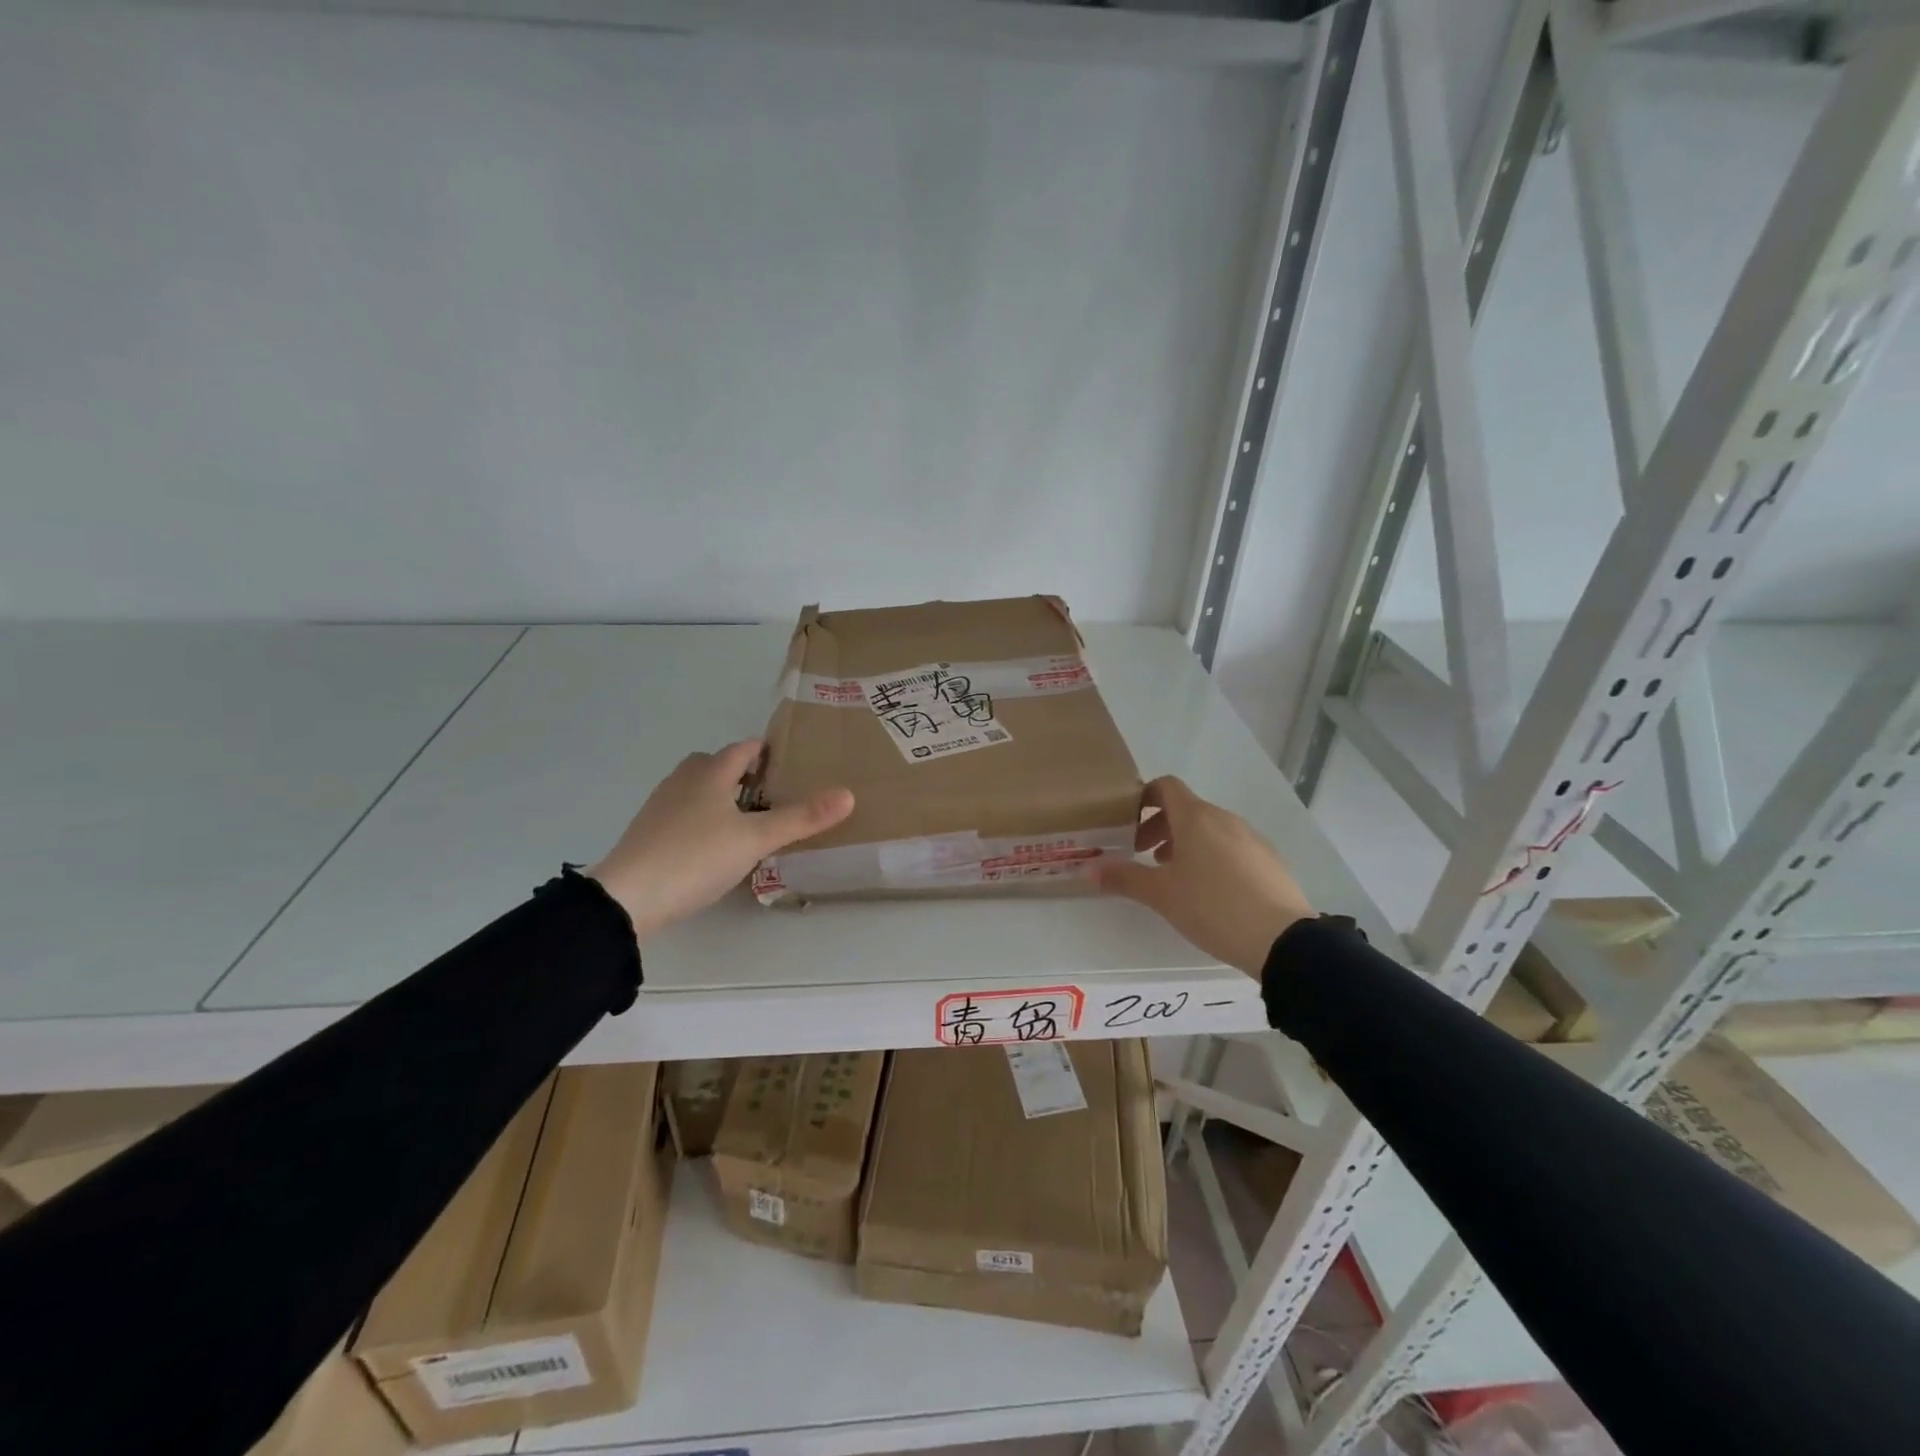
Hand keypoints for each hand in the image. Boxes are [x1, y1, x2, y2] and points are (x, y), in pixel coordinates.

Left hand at [587, 740, 853, 940]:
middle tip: (768, 789)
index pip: (741, 749)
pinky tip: (711, 844)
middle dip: (738, 770)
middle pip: (712, 764)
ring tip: (743, 817)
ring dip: (717, 794)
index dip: (763, 749)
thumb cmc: (696, 857)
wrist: (627, 897)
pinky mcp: (647, 834)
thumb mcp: (756, 839)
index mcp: (710, 774)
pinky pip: (681, 813)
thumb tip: (848, 794)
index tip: (785, 756)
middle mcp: (682, 782)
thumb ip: (801, 818)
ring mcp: (660, 807)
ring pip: (694, 788)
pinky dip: (700, 818)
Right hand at [1092, 775, 1313, 976]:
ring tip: (1176, 878)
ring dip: (1186, 844)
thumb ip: (1124, 878)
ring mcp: (1251, 838)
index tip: (1128, 824)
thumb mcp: (1161, 895)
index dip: (1143, 798)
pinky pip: (1232, 847)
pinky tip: (1210, 893)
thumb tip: (1089, 871)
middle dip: (1161, 828)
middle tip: (1144, 857)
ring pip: (1210, 829)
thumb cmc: (1212, 906)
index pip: (1165, 786)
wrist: (1281, 938)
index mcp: (1195, 817)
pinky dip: (1212, 857)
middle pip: (1186, 809)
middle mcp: (1224, 818)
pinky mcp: (1269, 860)